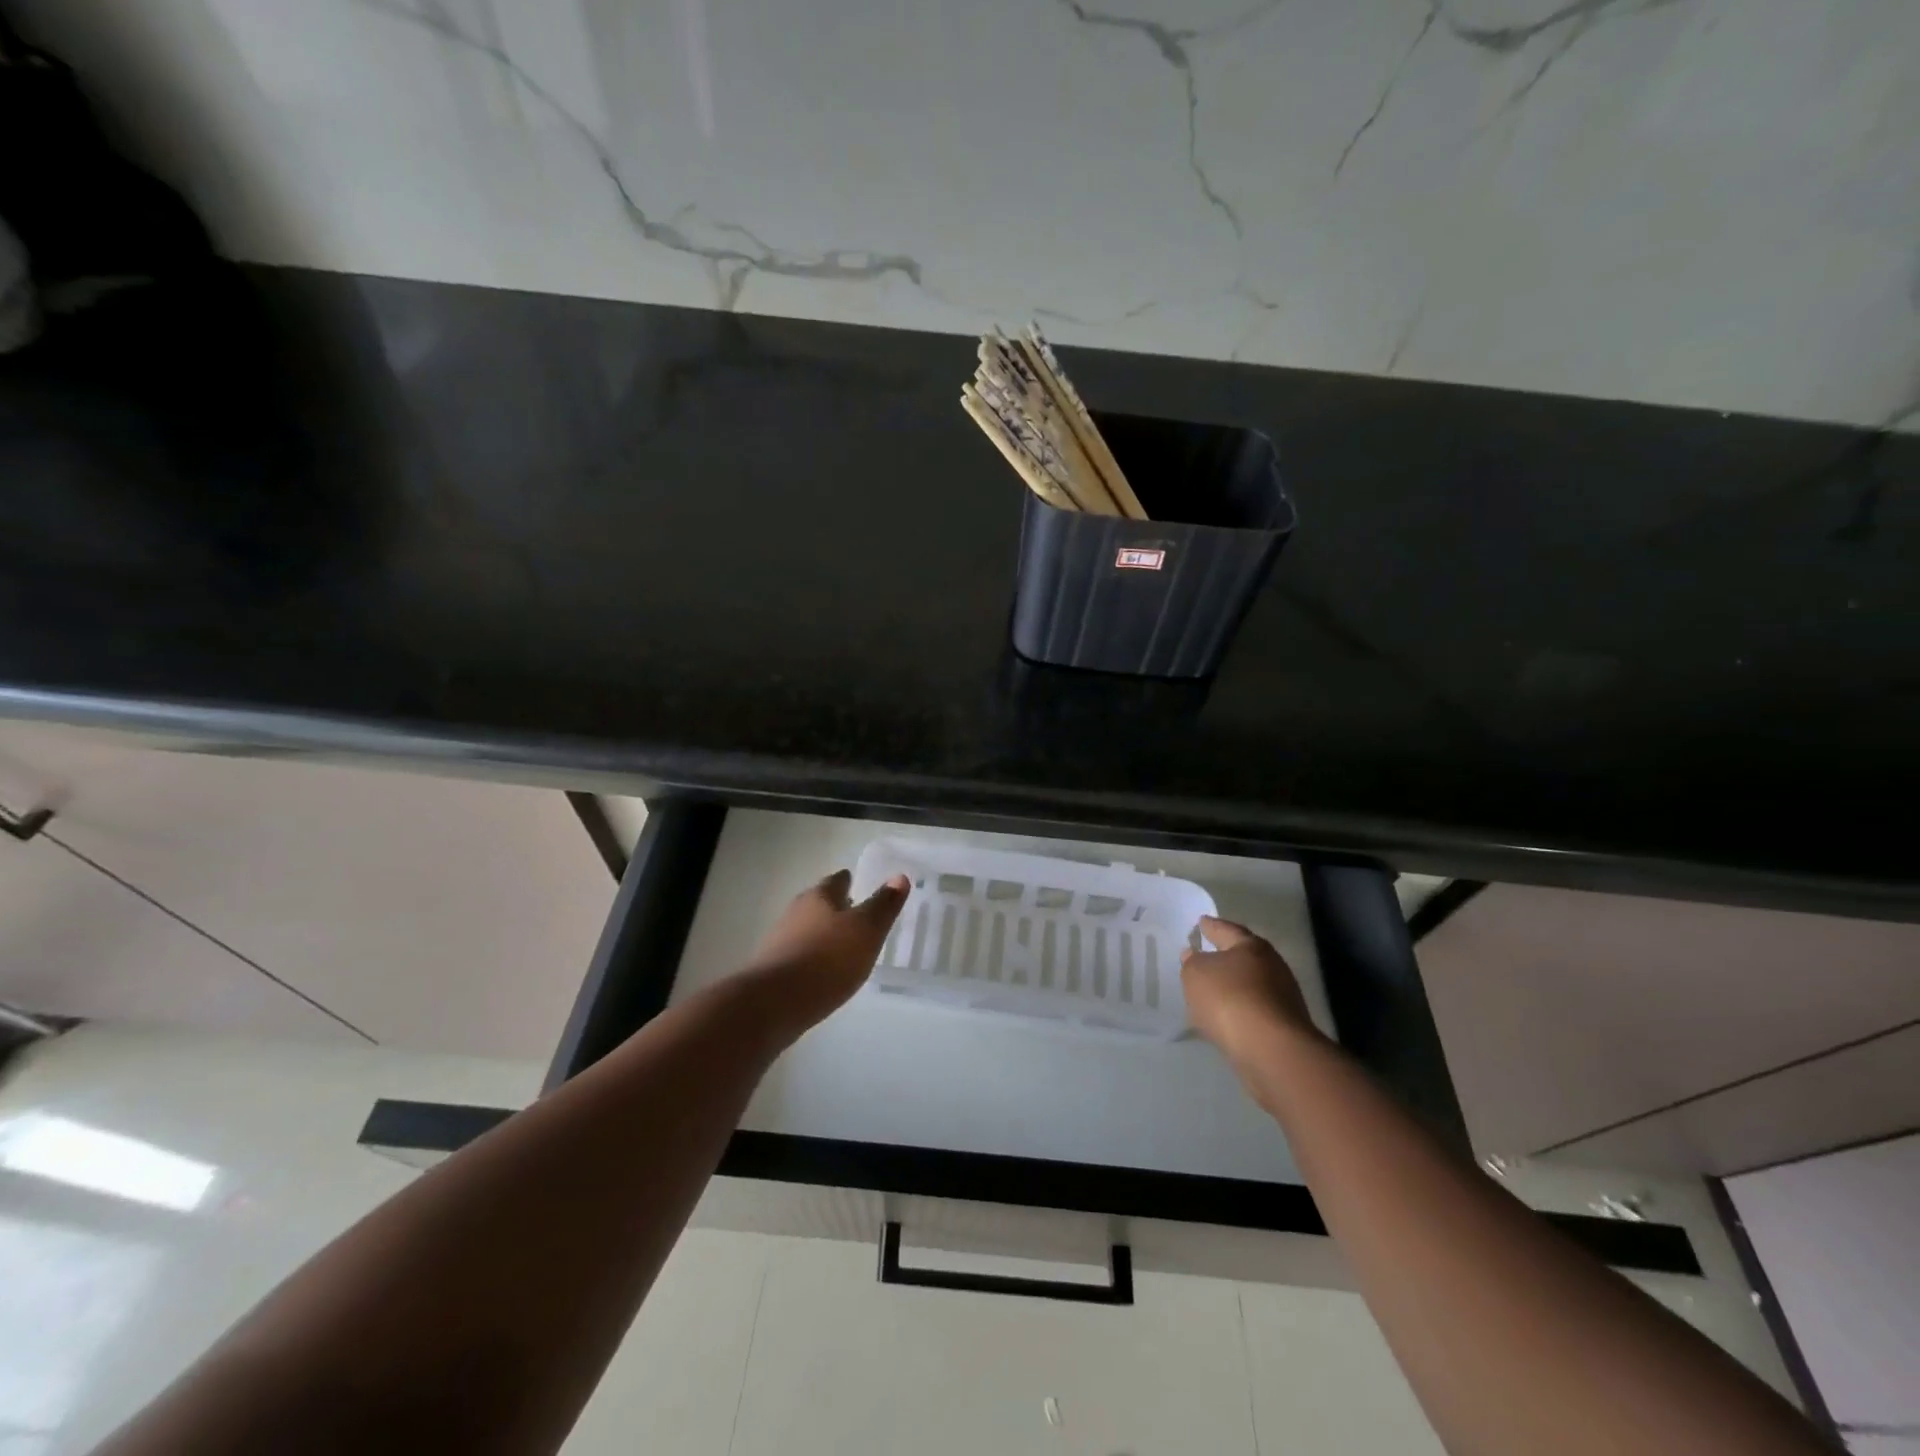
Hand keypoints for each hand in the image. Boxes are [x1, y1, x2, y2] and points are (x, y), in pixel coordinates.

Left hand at [739, 869, 909, 1036]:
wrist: (773, 1004)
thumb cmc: (827, 960)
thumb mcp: (867, 930)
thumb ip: (883, 905)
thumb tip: (899, 876)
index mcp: (819, 897)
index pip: (837, 880)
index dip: (850, 881)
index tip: (858, 885)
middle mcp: (796, 911)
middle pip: (819, 903)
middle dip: (835, 908)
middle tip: (855, 915)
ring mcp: (780, 940)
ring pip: (807, 929)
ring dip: (823, 934)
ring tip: (842, 946)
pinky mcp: (772, 968)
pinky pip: (798, 955)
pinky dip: (812, 958)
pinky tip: (822, 973)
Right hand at [1181, 916, 1318, 1066]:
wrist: (1271, 1050)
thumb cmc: (1229, 999)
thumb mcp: (1196, 974)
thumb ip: (1192, 962)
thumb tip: (1194, 955)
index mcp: (1251, 946)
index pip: (1226, 929)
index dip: (1211, 926)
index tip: (1201, 922)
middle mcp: (1272, 966)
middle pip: (1244, 956)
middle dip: (1225, 956)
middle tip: (1206, 955)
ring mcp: (1282, 997)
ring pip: (1251, 985)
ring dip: (1233, 987)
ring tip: (1211, 992)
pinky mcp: (1284, 1026)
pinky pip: (1254, 1010)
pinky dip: (1240, 1010)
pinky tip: (1225, 1018)